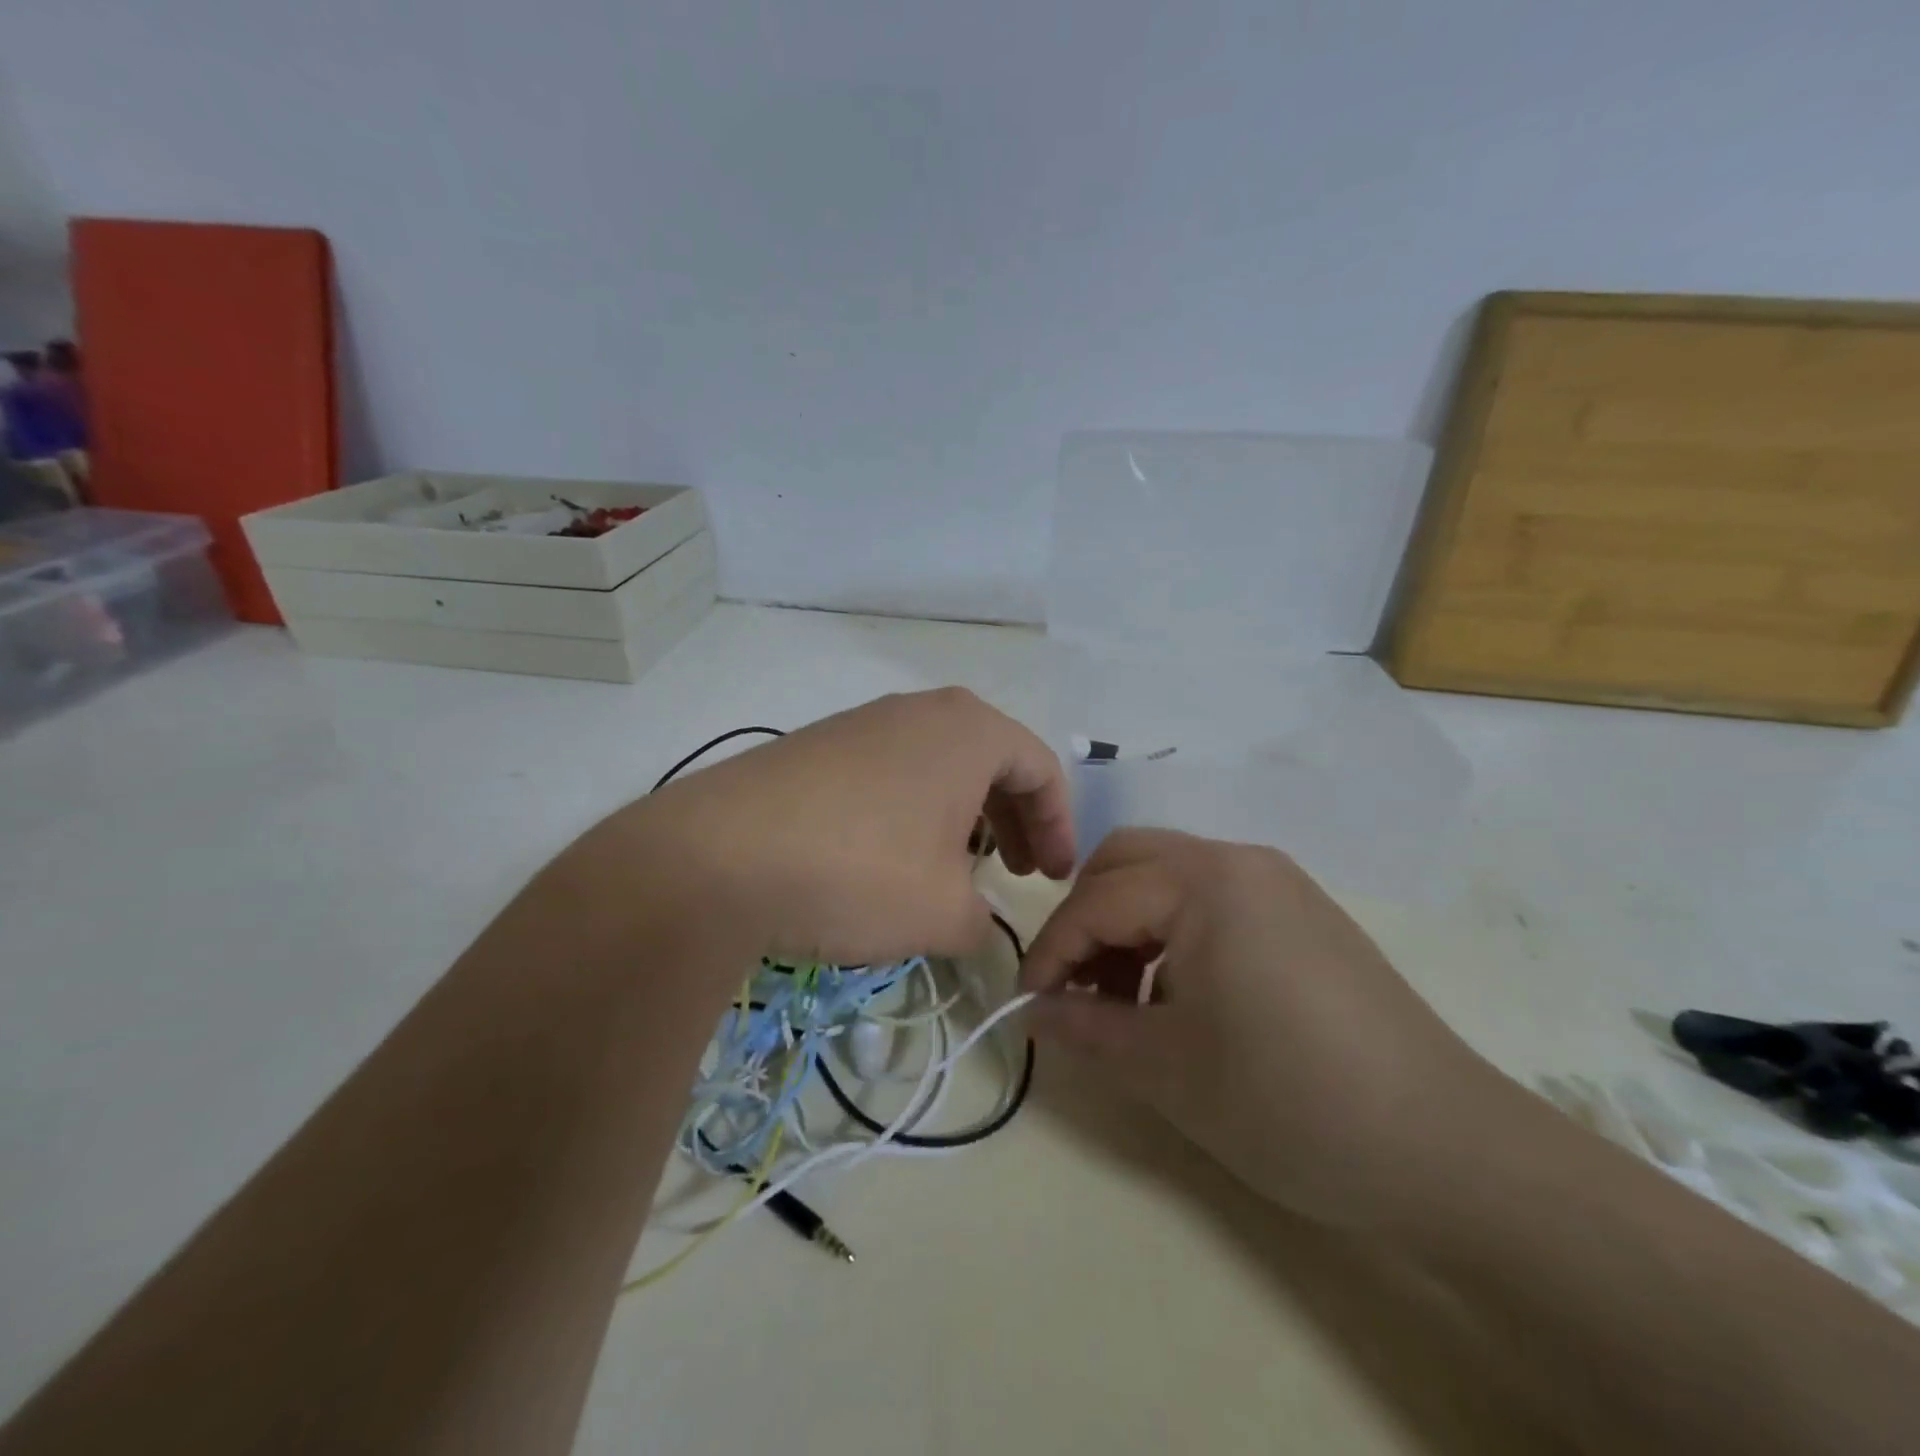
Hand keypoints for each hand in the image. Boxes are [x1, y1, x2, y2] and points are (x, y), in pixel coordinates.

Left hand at [593, 688, 1074, 966]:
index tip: (1055, 877)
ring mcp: (859, 724)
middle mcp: (917, 712)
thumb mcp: (943, 913)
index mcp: (967, 730)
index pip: (1039, 768)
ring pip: (935, 765)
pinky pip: (886, 773)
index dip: (1058, 826)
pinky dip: (909, 812)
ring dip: (960, 815)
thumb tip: (974, 923)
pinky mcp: (813, 748)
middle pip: (989, 760)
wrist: (716, 859)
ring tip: (954, 868)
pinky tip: (888, 859)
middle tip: (1016, 870)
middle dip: (1012, 819)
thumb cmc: (859, 872)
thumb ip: (981, 921)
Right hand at [1021, 828, 1510, 1228]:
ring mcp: (1279, 882)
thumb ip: (1085, 1028)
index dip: (1051, 953)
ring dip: (1129, 923)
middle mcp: (1240, 861)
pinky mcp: (1303, 913)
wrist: (1448, 1150)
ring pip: (1169, 875)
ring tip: (1124, 1000)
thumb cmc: (1290, 1102)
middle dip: (1086, 917)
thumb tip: (1032, 1011)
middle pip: (1127, 860)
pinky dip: (1174, 931)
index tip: (1027, 1005)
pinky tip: (1179, 995)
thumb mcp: (1168, 1070)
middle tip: (1074, 985)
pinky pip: (1212, 898)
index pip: (1096, 901)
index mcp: (1205, 882)